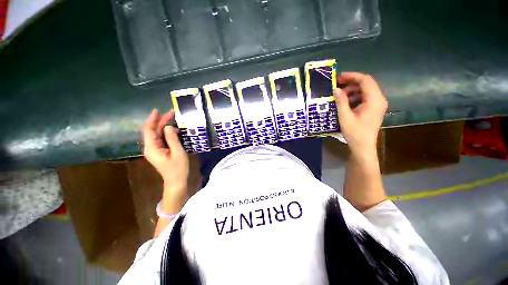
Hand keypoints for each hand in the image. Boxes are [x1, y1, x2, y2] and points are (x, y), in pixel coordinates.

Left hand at [143, 109, 188, 193]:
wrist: (176, 181)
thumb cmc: (178, 168)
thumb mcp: (178, 152)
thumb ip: (172, 139)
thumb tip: (168, 127)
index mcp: (152, 148)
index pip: (149, 130)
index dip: (152, 119)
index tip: (157, 110)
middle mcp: (151, 147)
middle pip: (153, 131)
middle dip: (161, 121)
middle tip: (172, 113)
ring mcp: (155, 149)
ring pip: (158, 134)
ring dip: (165, 126)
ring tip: (175, 120)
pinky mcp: (160, 151)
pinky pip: (162, 139)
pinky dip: (167, 133)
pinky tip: (175, 130)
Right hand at [333, 72, 387, 154]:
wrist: (363, 146)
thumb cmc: (354, 132)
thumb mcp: (345, 116)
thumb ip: (341, 101)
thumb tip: (335, 89)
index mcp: (374, 100)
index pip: (365, 80)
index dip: (352, 76)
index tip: (339, 77)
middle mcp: (379, 99)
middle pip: (367, 84)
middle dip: (351, 82)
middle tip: (337, 84)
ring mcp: (378, 104)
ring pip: (366, 90)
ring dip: (352, 89)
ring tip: (339, 93)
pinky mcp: (374, 109)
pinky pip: (365, 97)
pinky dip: (355, 96)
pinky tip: (345, 101)